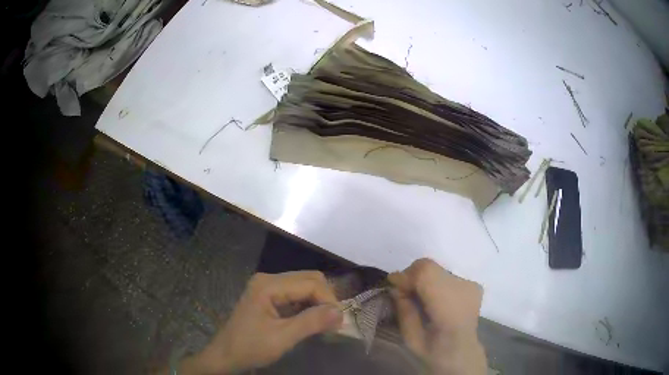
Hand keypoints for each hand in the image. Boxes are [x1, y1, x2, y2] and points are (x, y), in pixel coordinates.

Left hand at [180, 271, 342, 373]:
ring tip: (326, 323)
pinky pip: (296, 294)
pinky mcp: (269, 296)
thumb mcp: (282, 338)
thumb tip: (340, 312)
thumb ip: (311, 322)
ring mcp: (267, 286)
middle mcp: (268, 279)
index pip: (310, 283)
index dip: (329, 300)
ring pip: (304, 286)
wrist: (226, 355)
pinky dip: (308, 305)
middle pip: (309, 279)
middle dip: (325, 299)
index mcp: (268, 285)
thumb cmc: (251, 347)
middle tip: (333, 322)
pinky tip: (312, 320)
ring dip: (318, 302)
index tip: (338, 322)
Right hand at [388, 258, 486, 374]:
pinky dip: (436, 282)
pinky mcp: (473, 286)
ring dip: (424, 279)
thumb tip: (396, 289)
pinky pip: (448, 276)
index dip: (405, 276)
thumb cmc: (433, 350)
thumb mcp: (409, 336)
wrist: (461, 353)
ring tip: (419, 296)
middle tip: (403, 291)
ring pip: (439, 270)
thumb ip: (403, 309)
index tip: (392, 284)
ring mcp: (470, 286)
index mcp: (447, 307)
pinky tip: (435, 297)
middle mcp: (464, 290)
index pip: (424, 273)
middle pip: (430, 267)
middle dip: (413, 277)